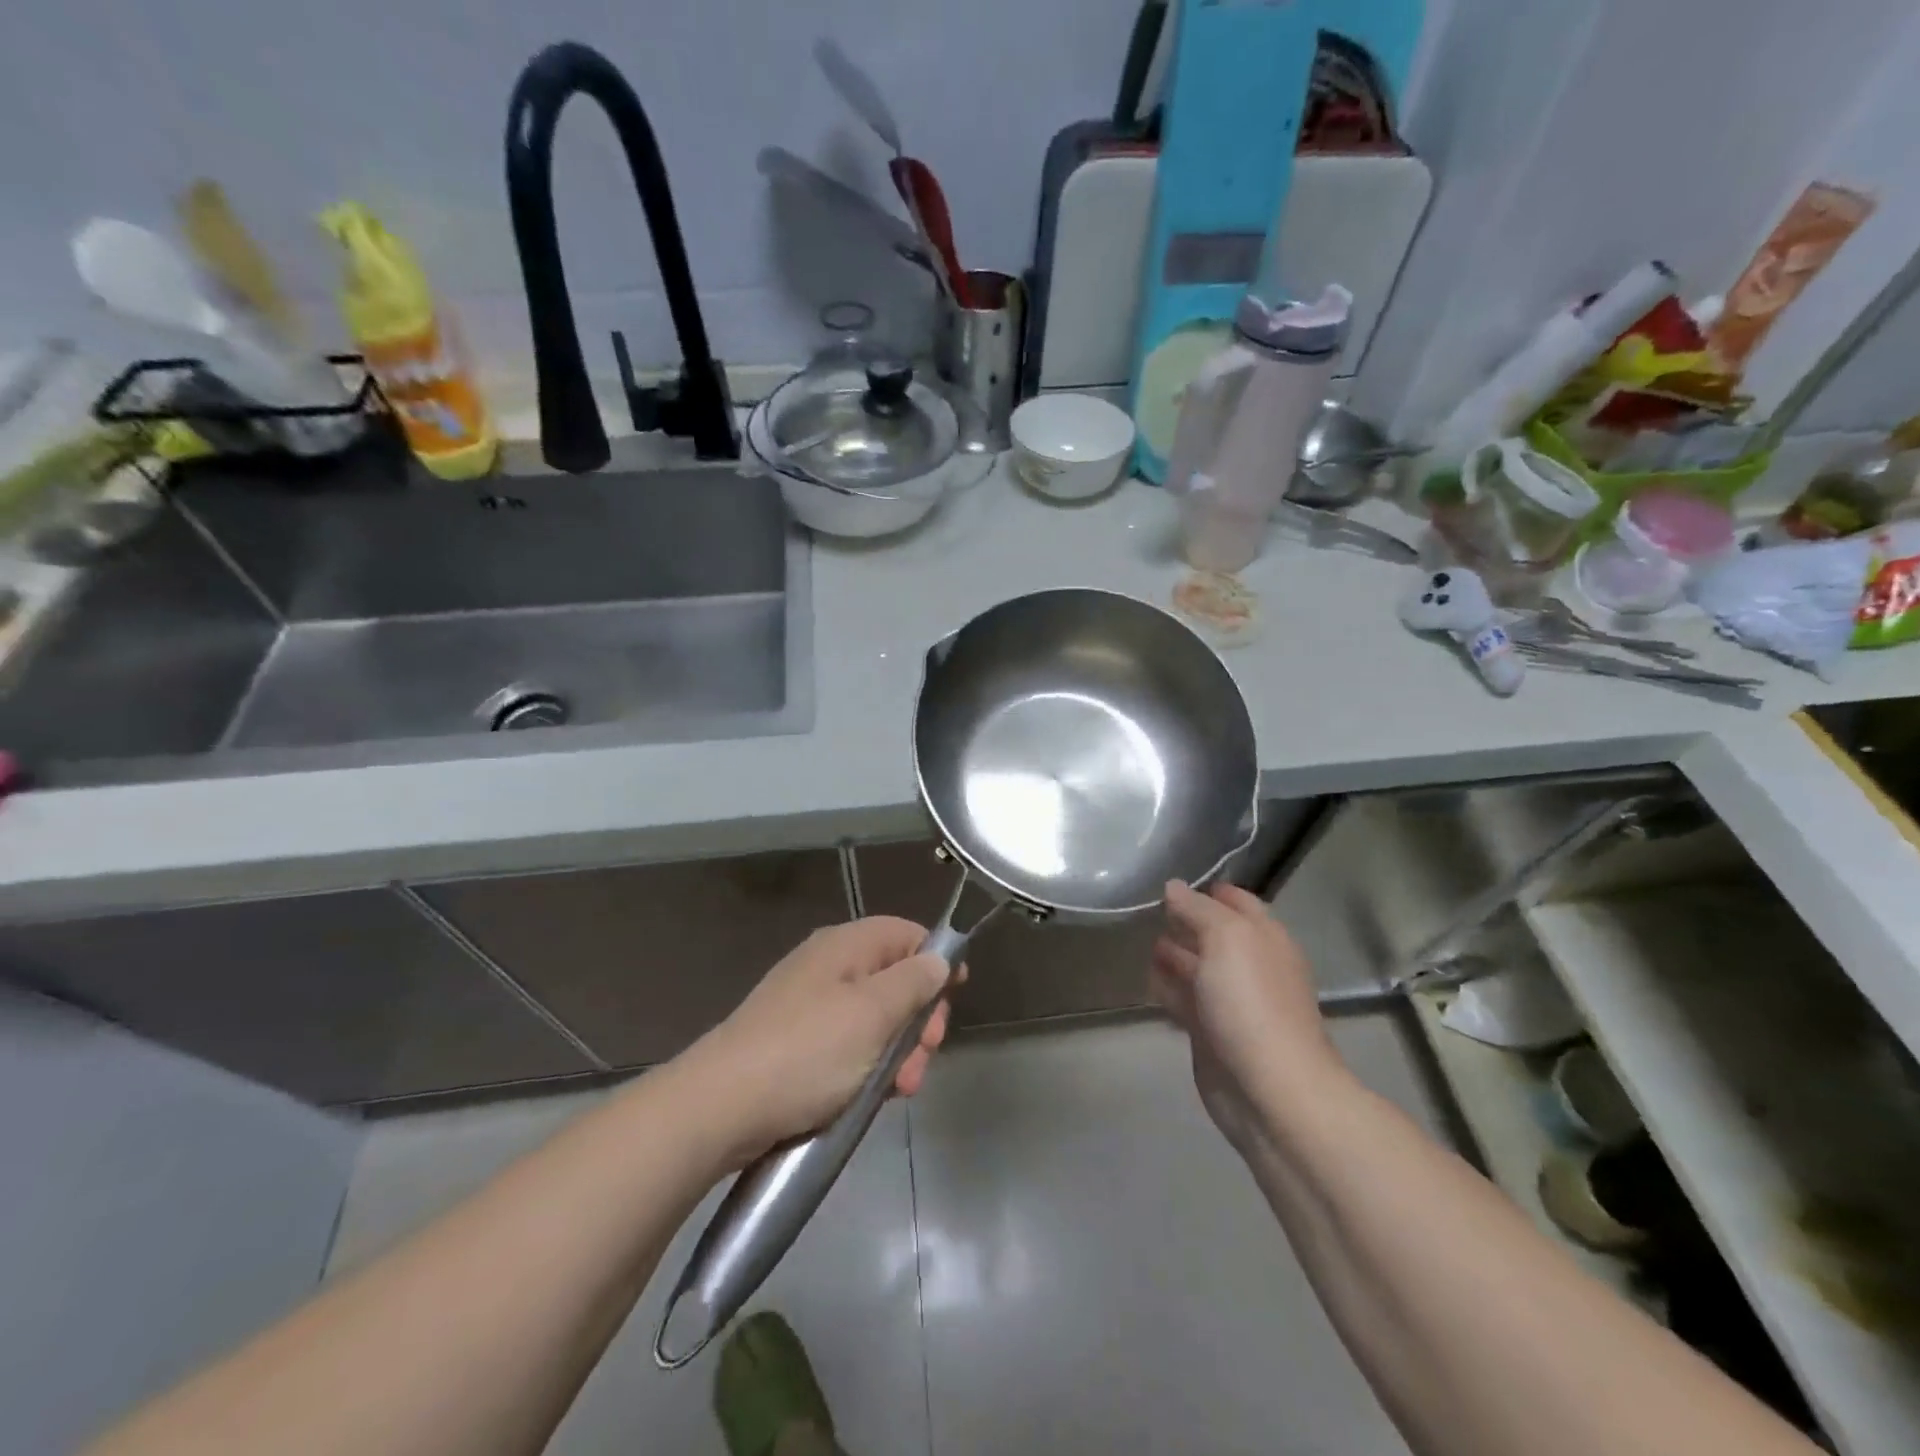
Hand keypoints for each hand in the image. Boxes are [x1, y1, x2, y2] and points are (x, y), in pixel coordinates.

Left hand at [692, 917, 958, 1167]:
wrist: (721, 1107)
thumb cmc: (808, 1052)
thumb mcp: (873, 1014)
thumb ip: (914, 981)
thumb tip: (939, 958)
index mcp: (845, 946)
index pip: (906, 933)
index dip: (936, 959)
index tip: (955, 997)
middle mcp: (828, 967)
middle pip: (894, 978)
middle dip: (919, 1017)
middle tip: (925, 1055)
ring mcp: (810, 1006)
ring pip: (874, 1019)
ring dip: (898, 1050)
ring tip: (901, 1089)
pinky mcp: (797, 1045)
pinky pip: (848, 1046)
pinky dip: (868, 1067)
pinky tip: (875, 1096)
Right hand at [1152, 881, 1344, 1158]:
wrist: (1268, 1089)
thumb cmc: (1251, 1002)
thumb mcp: (1226, 938)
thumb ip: (1197, 909)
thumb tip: (1173, 886)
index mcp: (1264, 938)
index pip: (1237, 902)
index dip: (1208, 891)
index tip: (1171, 884)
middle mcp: (1250, 965)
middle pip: (1214, 934)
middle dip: (1184, 921)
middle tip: (1146, 910)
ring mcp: (1230, 1002)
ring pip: (1196, 968)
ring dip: (1172, 954)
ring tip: (1140, 940)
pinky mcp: (1209, 1032)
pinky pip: (1184, 1000)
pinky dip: (1166, 988)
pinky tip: (1146, 978)